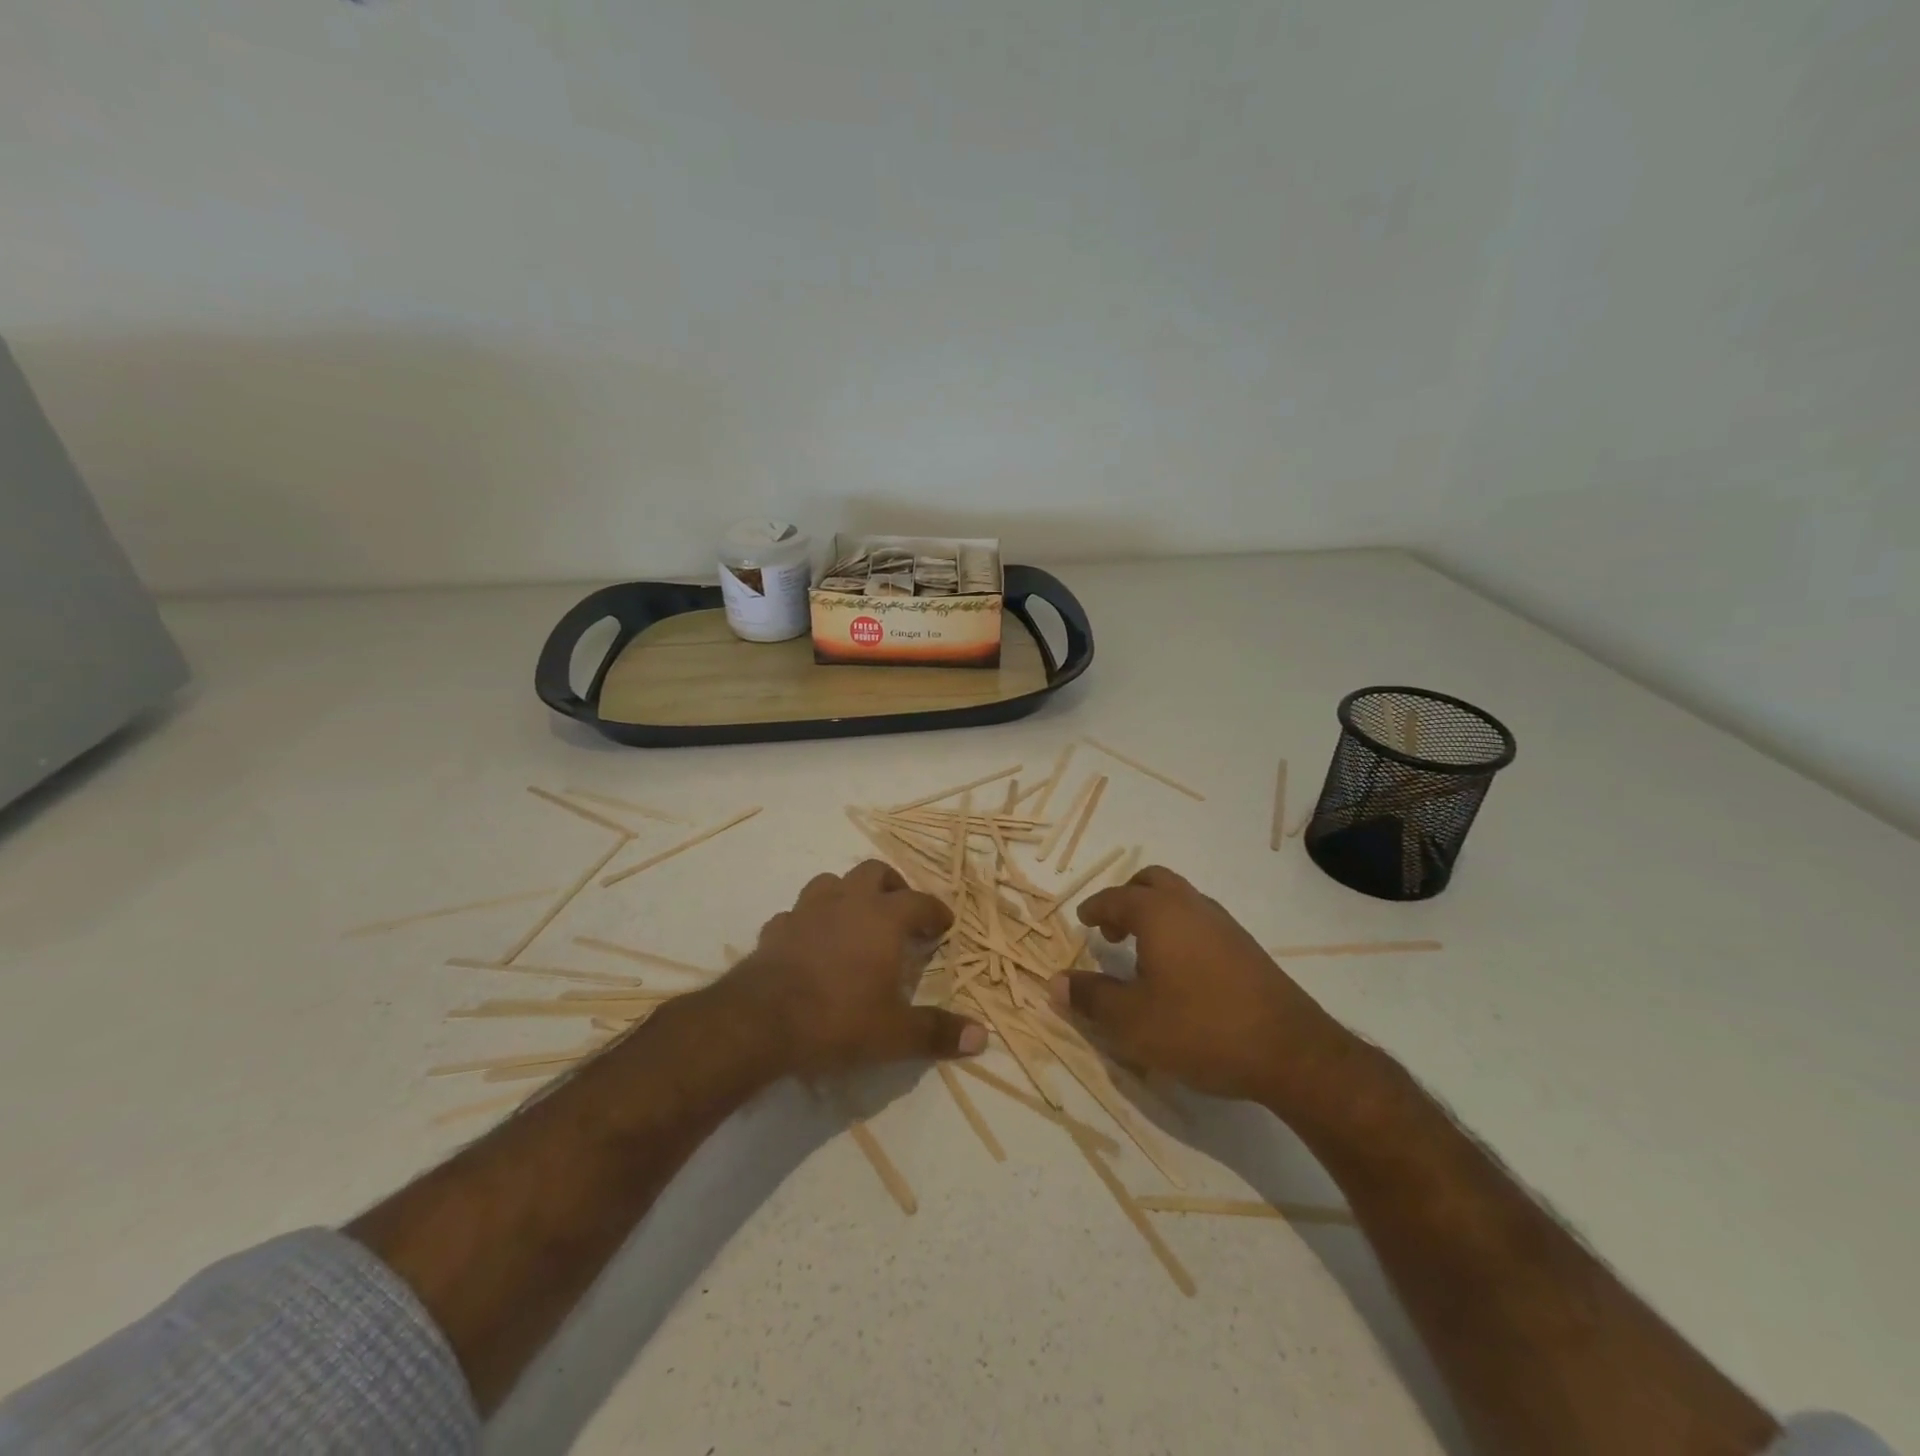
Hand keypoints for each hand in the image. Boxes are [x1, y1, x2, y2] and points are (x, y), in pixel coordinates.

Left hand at [719, 860, 983, 1076]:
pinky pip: (795, 914)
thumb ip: (937, 1032)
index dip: (936, 911)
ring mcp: (807, 911)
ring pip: (831, 882)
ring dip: (847, 894)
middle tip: (900, 912)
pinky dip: (808, 922)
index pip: (920, 901)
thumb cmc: (838, 1020)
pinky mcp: (775, 929)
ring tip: (854, 919)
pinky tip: (809, 943)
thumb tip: (982, 1037)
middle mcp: (847, 902)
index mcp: (883, 918)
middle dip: (892, 886)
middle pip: (874, 872)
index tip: (944, 925)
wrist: (760, 1022)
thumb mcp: (895, 1034)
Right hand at [1050, 865, 1354, 1107]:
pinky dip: (1179, 928)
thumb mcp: (1132, 1022)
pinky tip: (1179, 970)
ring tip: (1142, 951)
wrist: (1290, 1051)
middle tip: (1112, 930)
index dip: (1094, 909)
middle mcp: (1191, 906)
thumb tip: (1055, 983)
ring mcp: (1224, 924)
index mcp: (1159, 914)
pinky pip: (1200, 920)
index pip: (1115, 898)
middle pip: (1152, 881)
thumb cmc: (1200, 1028)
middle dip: (1126, 898)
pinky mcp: (1246, 947)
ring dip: (1155, 913)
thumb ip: (1091, 999)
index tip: (1082, 922)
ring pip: (1180, 898)